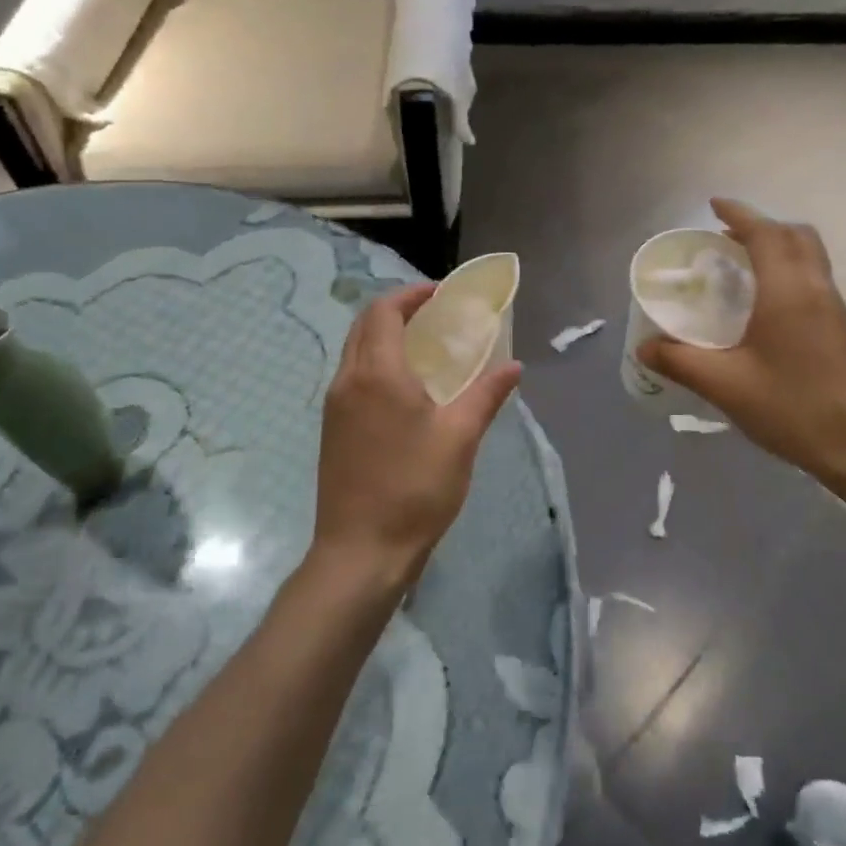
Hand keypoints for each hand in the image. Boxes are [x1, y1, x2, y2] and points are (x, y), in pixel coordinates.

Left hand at [312, 284, 521, 590]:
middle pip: (364, 325)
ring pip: (355, 351)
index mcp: (377, 374)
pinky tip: (405, 389)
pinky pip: (352, 377)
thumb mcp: (459, 439)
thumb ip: (486, 395)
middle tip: (435, 316)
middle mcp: (348, 380)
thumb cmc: (414, 490)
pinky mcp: (332, 430)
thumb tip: (513, 366)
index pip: (384, 312)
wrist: (361, 550)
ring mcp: (335, 406)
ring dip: (384, 336)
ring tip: (424, 348)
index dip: (411, 295)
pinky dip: (375, 363)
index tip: (441, 294)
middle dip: (397, 310)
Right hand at [636, 199, 845, 496]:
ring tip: (740, 268)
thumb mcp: (725, 385)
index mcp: (788, 291)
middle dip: (761, 227)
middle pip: (795, 236)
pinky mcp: (843, 330)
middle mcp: (816, 289)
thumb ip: (681, 361)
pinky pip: (814, 280)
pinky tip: (765, 308)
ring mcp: (835, 309)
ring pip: (809, 257)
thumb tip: (645, 346)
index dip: (739, 214)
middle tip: (726, 239)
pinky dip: (788, 272)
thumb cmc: (793, 408)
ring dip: (777, 248)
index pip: (765, 234)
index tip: (713, 205)